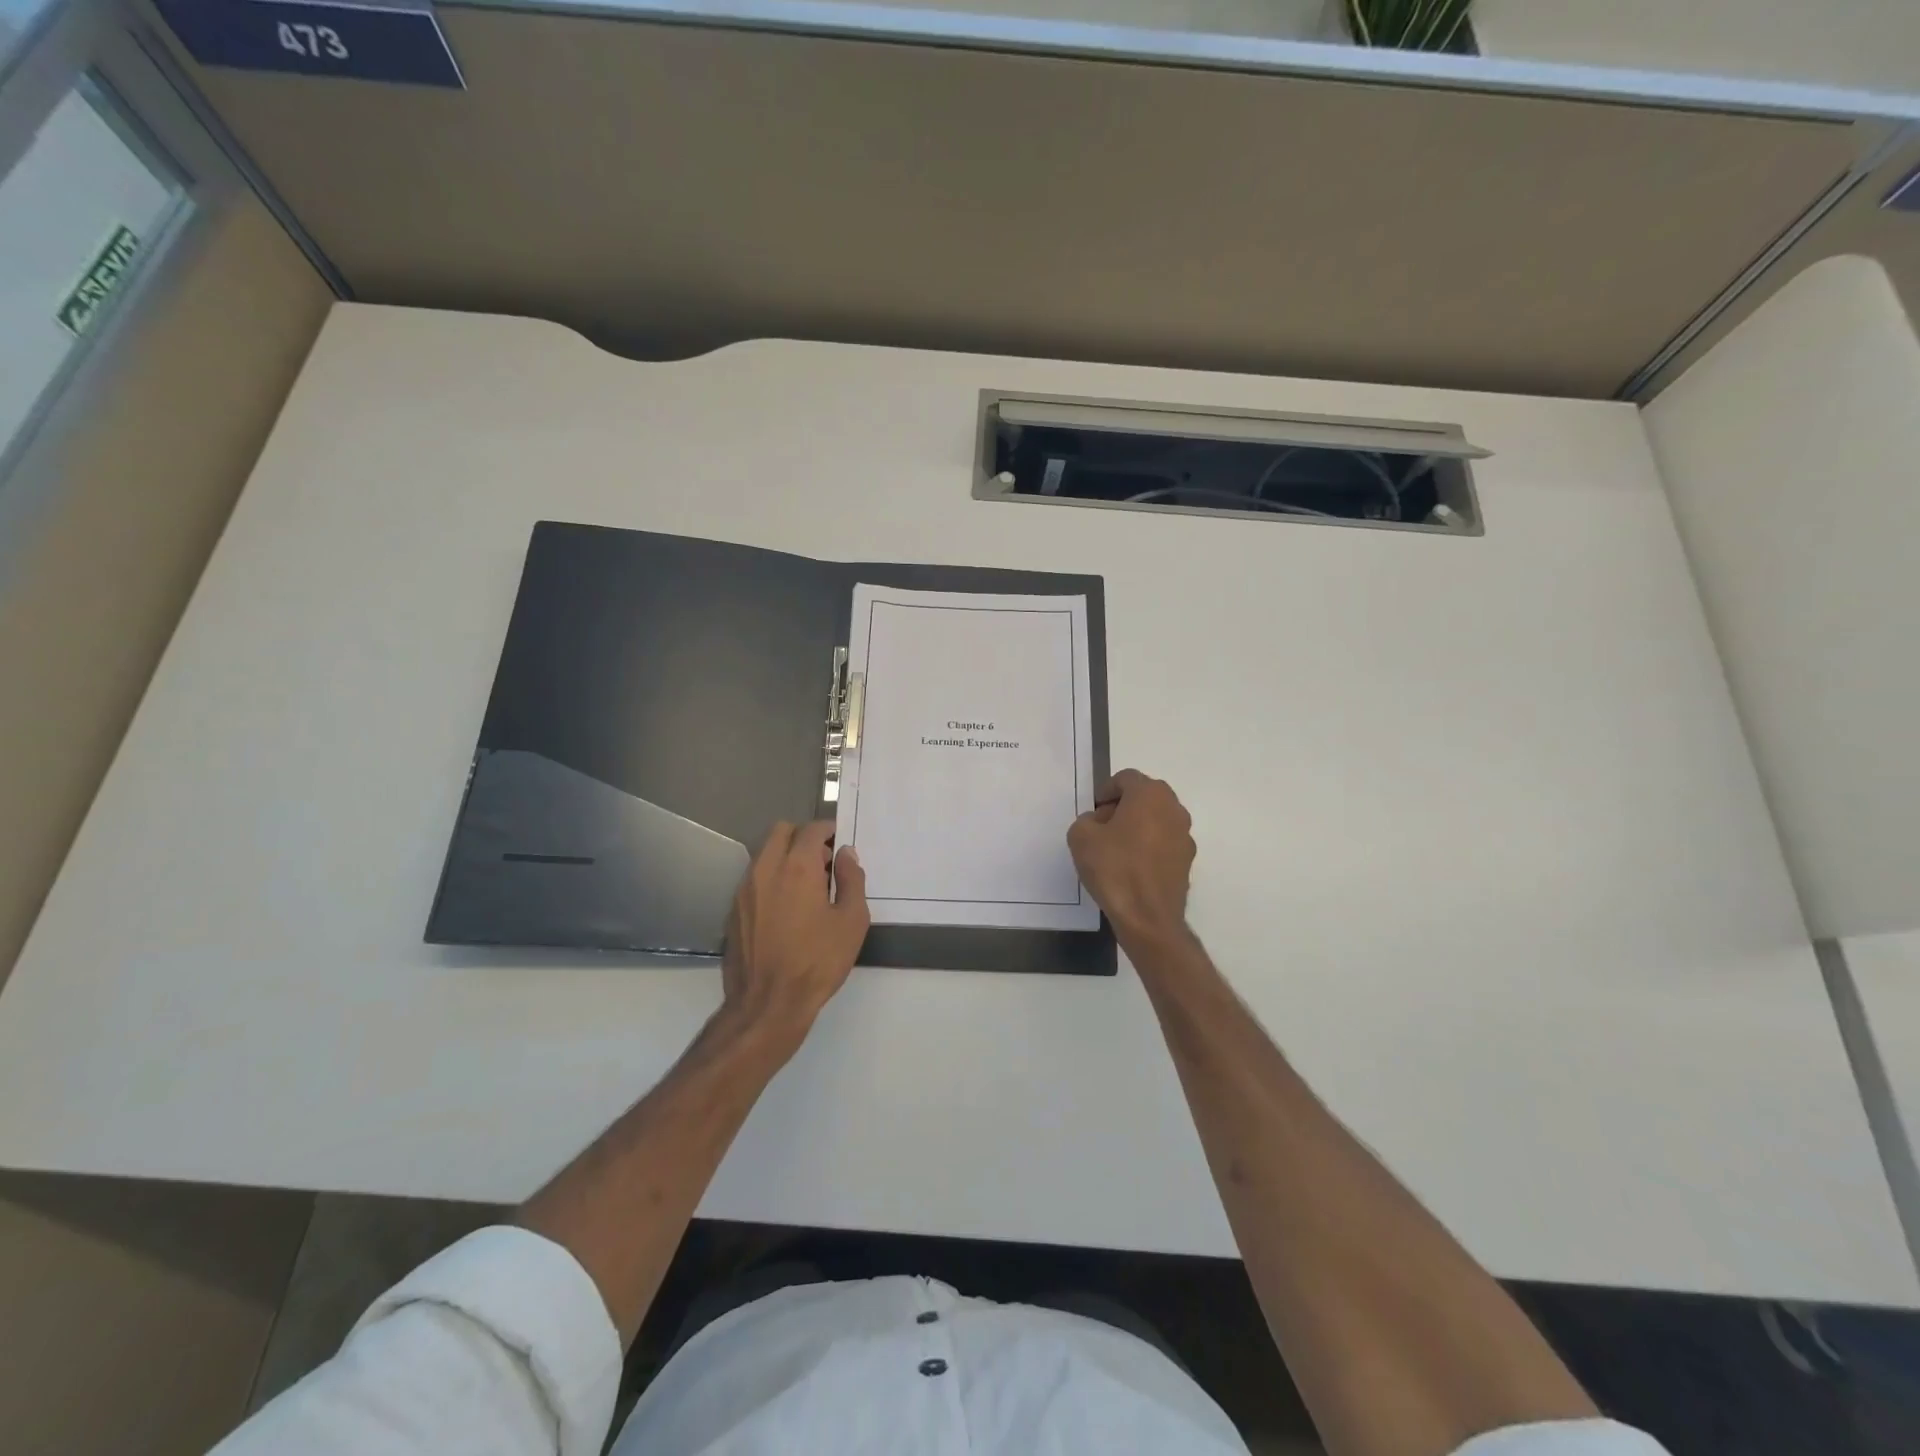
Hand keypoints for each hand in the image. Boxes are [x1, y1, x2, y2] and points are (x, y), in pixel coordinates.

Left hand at [721, 821, 868, 1049]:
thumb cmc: (817, 961)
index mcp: (797, 867)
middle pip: (781, 831)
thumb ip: (852, 880)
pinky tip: (786, 909)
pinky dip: (771, 879)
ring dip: (785, 857)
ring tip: (806, 887)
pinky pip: (753, 878)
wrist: (768, 1005)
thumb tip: (846, 855)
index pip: (811, 830)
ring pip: (764, 854)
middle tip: (823, 861)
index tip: (840, 844)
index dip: (829, 831)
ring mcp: (744, 889)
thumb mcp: (852, 921)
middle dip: (803, 837)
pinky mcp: (733, 910)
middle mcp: (765, 869)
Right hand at [1067, 770, 1194, 947]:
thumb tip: (1099, 823)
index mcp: (1150, 794)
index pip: (1126, 778)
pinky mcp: (1187, 860)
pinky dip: (1148, 847)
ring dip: (1137, 827)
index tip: (1093, 812)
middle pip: (1144, 797)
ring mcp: (1185, 835)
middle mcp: (1174, 808)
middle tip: (1102, 828)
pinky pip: (1163, 843)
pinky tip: (1131, 868)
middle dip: (1123, 807)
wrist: (1147, 917)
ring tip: (1115, 850)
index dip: (1106, 791)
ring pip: (1156, 820)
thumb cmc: (1114, 868)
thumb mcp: (1081, 837)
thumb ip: (1086, 819)